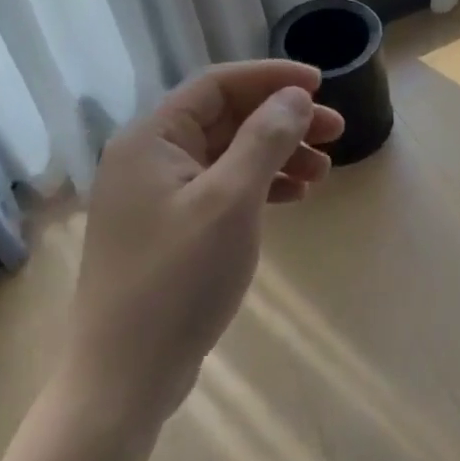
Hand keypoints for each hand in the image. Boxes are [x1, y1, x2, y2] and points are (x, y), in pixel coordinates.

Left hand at [65, 60, 344, 427]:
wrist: (123, 382)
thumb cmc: (178, 281)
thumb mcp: (231, 202)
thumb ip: (265, 139)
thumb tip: (294, 96)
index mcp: (152, 138)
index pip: (217, 84)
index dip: (271, 78)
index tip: (320, 85)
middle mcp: (149, 157)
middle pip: (226, 117)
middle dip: (282, 120)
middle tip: (336, 131)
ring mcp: (157, 196)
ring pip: (228, 154)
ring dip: (277, 154)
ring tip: (324, 171)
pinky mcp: (169, 229)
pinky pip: (221, 188)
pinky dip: (260, 185)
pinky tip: (295, 197)